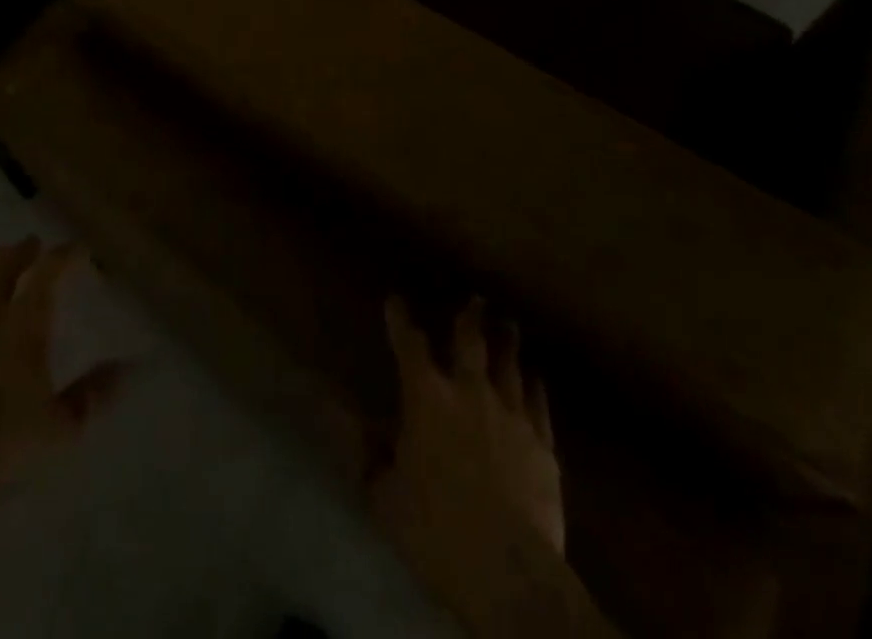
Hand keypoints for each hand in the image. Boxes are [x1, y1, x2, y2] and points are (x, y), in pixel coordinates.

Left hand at [0, 238, 124, 532]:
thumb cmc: (3, 451)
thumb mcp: (63, 428)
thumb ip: (95, 393)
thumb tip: (128, 367)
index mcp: (24, 323)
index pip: (48, 271)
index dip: (64, 255)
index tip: (77, 251)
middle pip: (3, 263)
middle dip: (22, 251)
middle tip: (32, 247)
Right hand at [368, 296, 567, 635]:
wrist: (510, 572)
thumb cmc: (434, 529)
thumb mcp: (382, 490)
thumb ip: (360, 444)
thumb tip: (329, 403)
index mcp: (426, 397)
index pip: (409, 344)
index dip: (400, 319)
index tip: (395, 300)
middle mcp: (470, 392)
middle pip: (470, 342)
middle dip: (469, 318)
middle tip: (476, 299)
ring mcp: (511, 416)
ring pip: (509, 366)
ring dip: (506, 343)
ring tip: (508, 325)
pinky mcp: (542, 446)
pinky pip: (538, 404)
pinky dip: (534, 387)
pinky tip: (535, 378)